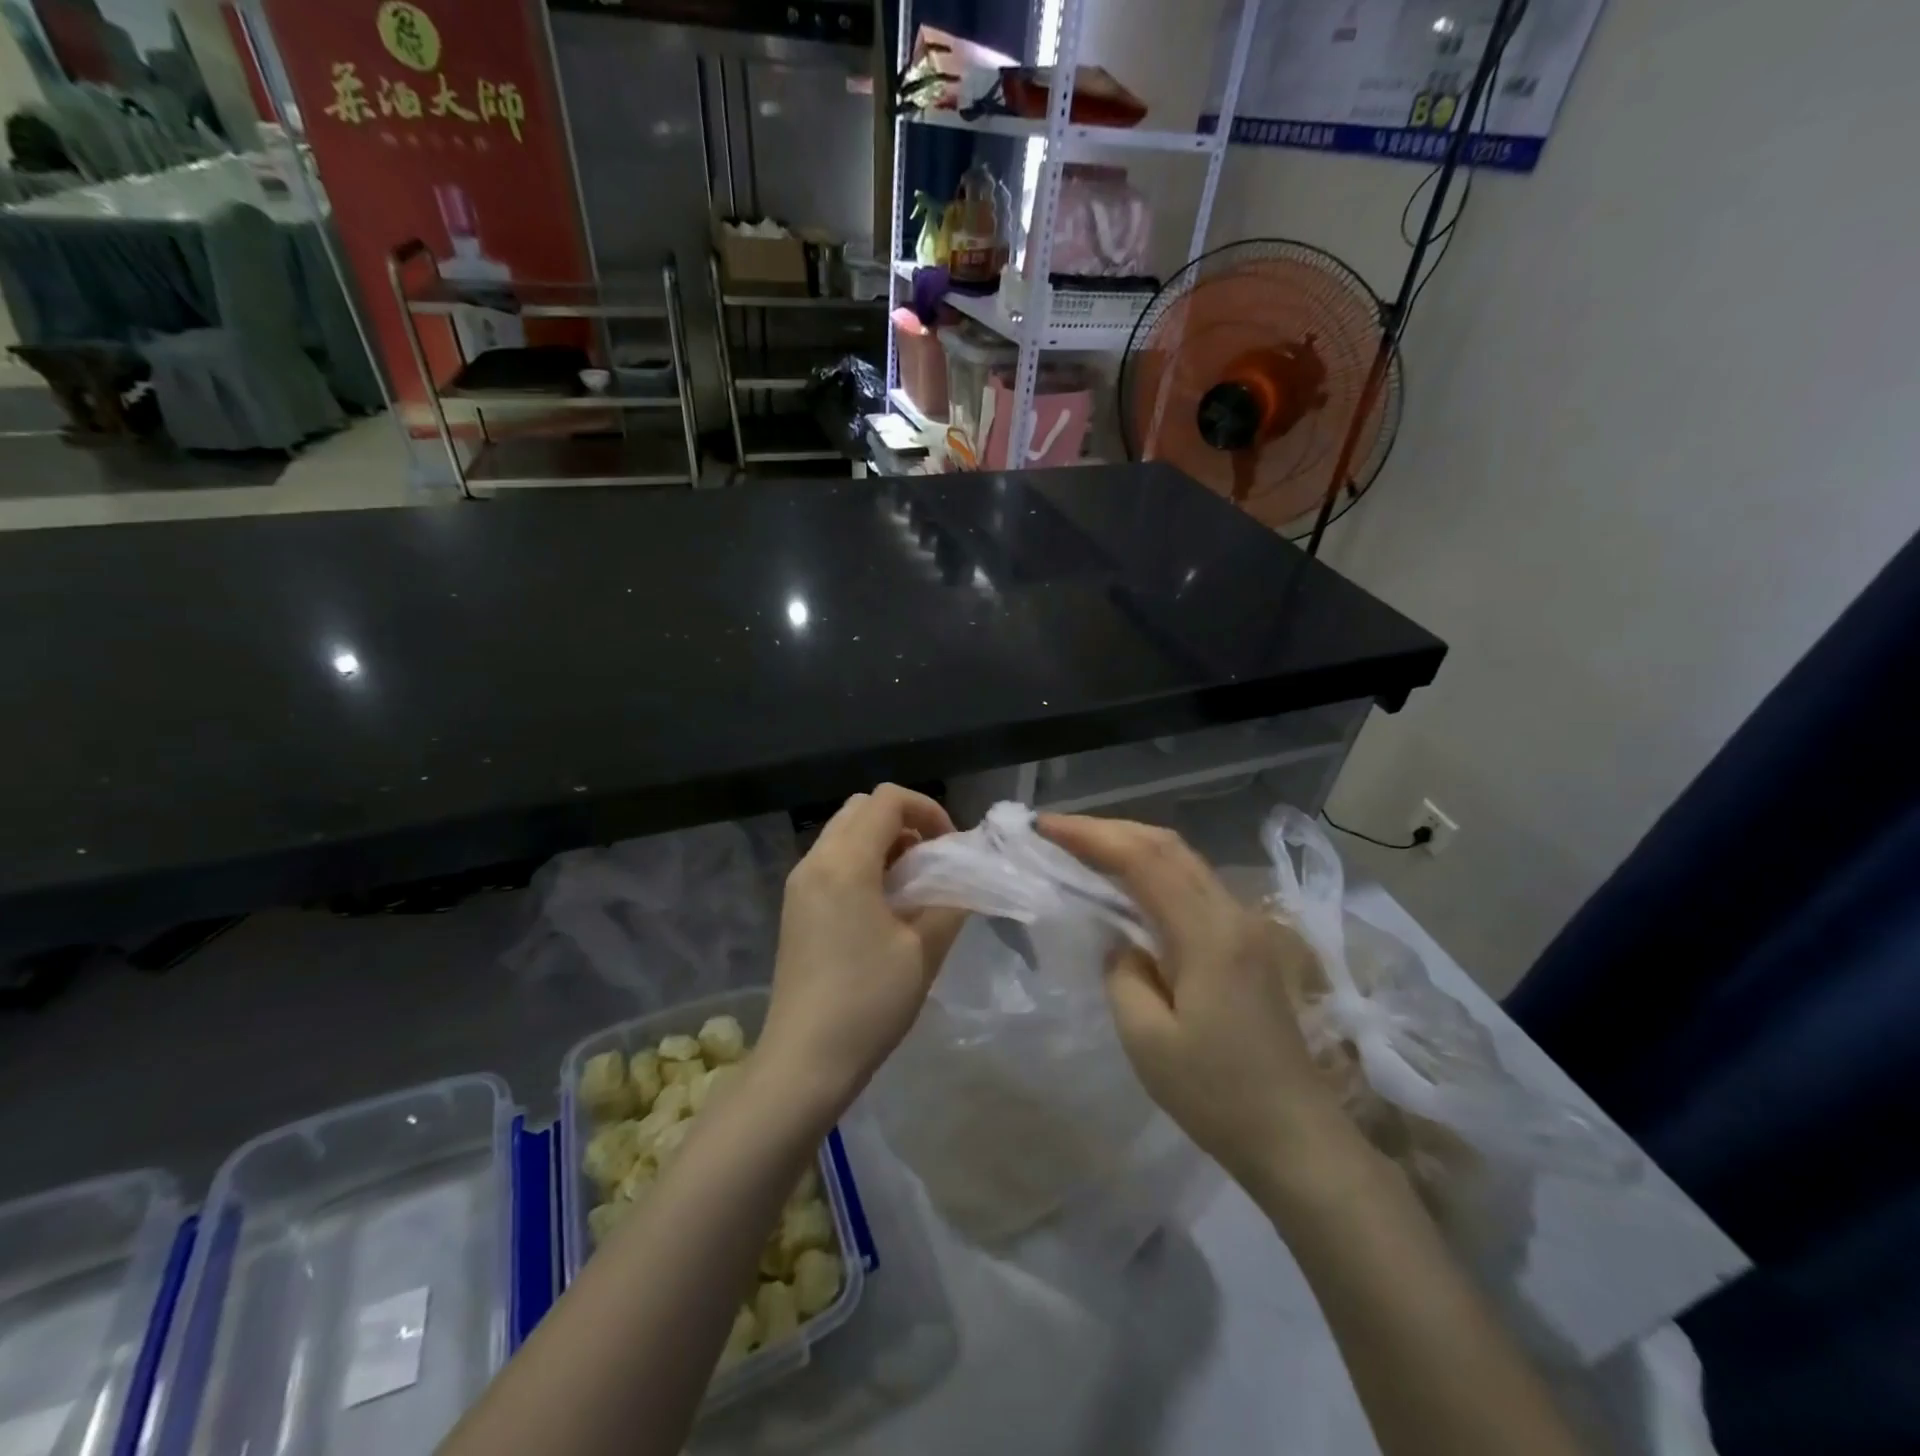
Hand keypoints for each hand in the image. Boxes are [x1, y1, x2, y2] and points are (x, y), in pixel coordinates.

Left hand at [760, 785, 966, 1115]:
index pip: (887, 800)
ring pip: (844, 832)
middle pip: (862, 808)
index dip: (928, 809)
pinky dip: (862, 862)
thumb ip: (951, 901)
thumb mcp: (924, 950)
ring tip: (913, 885)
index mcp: (844, 863)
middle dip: (905, 821)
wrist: (804, 1061)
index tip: (950, 847)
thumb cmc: (868, 1003)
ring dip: (883, 842)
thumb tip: (965, 877)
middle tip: (933, 861)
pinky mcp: (795, 906)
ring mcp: (799, 884)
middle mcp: (815, 861)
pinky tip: (884, 905)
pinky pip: (832, 860)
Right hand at [1037, 814, 1366, 1201]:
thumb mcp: (1147, 1040)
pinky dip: (1153, 870)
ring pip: (1183, 861)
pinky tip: (1128, 885)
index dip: (1091, 835)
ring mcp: (1245, 926)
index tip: (1044, 827)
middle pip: (1167, 846)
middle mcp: (1232, 914)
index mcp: (1208, 933)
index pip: (1143, 860)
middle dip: (1109, 829)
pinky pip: (1193, 885)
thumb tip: (1122, 941)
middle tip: (1057, 831)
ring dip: (1132, 845)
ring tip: (1084, 848)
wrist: (1296, 1139)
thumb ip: (1122, 973)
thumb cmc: (1217, 1096)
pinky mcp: (1247, 943)